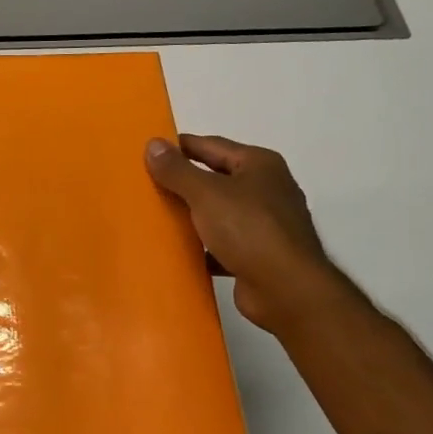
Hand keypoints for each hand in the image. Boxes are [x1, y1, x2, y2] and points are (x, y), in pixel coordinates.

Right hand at [145, 134, 332, 332]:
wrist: (286, 289)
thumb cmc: (248, 230)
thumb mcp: (206, 193)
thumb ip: (177, 170)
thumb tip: (152, 144)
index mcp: (259, 164)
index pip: (211, 145)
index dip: (179, 147)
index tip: (148, 153)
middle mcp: (266, 189)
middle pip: (216, 178)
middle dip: (183, 182)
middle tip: (146, 186)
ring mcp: (265, 224)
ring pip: (219, 213)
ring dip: (192, 216)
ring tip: (156, 218)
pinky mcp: (259, 254)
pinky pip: (223, 244)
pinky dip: (203, 247)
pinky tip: (179, 252)